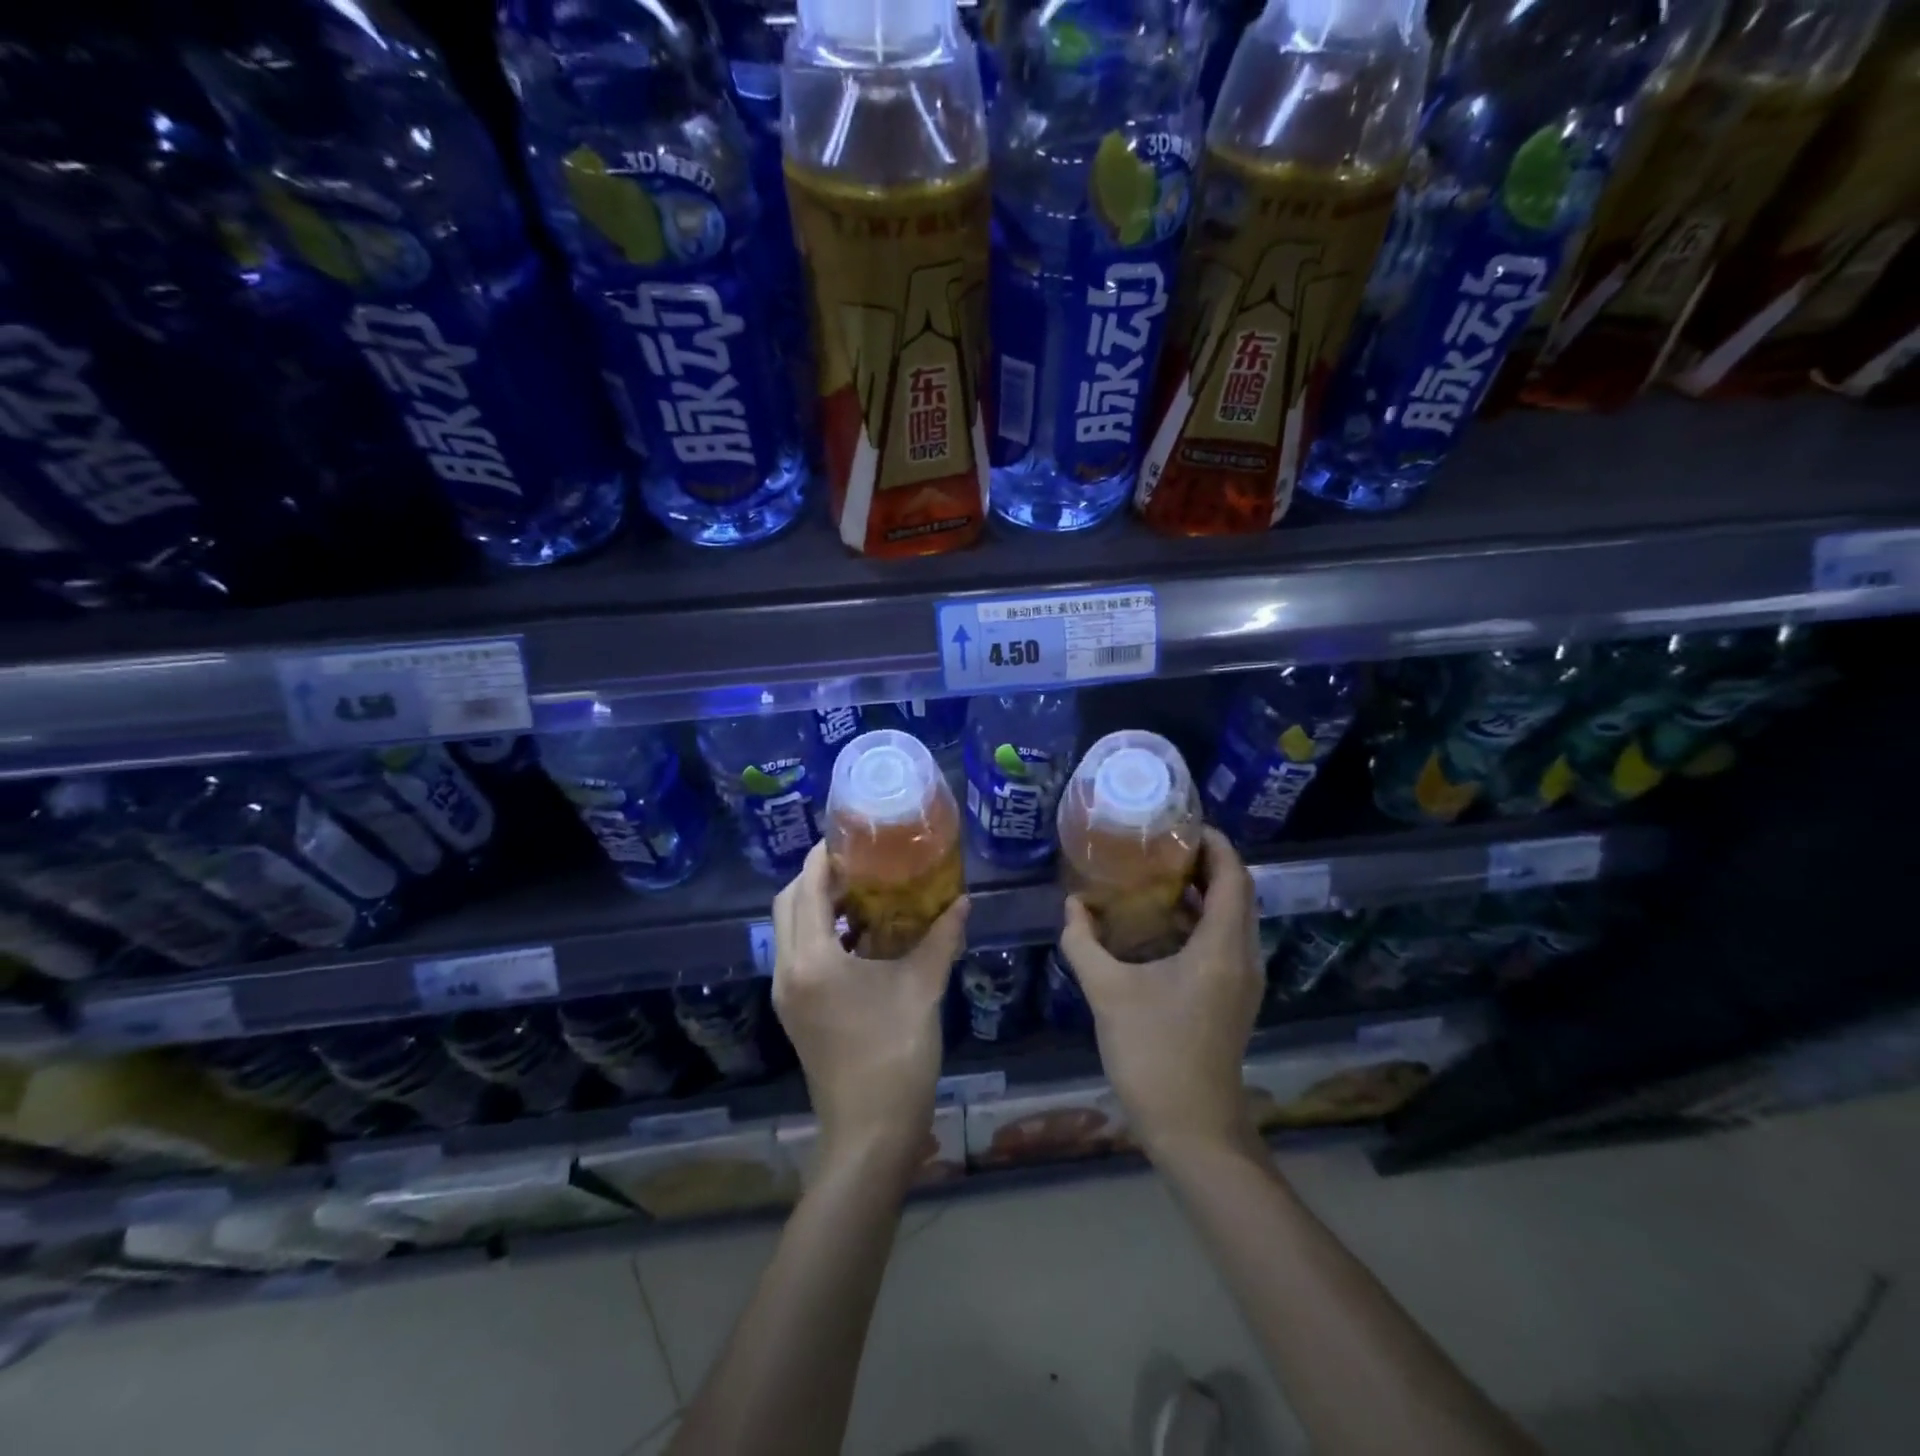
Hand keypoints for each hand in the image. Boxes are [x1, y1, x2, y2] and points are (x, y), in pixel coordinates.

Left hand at [772, 843, 968, 1173]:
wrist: (871, 1132)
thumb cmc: (896, 1054)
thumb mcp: (923, 988)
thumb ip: (941, 937)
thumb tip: (963, 900)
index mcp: (813, 960)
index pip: (806, 889)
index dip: (822, 857)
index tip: (849, 837)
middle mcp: (788, 971)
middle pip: (786, 904)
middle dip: (813, 877)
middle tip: (856, 863)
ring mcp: (787, 994)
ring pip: (787, 930)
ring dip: (813, 905)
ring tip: (859, 892)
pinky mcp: (795, 1011)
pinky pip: (796, 954)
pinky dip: (817, 933)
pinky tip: (858, 935)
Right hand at [1060, 828, 1263, 1162]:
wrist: (1192, 1129)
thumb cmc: (1153, 1054)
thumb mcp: (1107, 992)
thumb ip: (1083, 942)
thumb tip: (1071, 905)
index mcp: (1222, 947)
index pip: (1234, 876)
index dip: (1214, 844)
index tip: (1181, 823)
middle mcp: (1242, 957)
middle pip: (1236, 892)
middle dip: (1205, 862)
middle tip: (1161, 843)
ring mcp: (1242, 981)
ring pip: (1231, 918)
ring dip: (1202, 891)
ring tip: (1156, 872)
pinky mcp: (1231, 998)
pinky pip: (1223, 941)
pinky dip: (1198, 920)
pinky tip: (1158, 923)